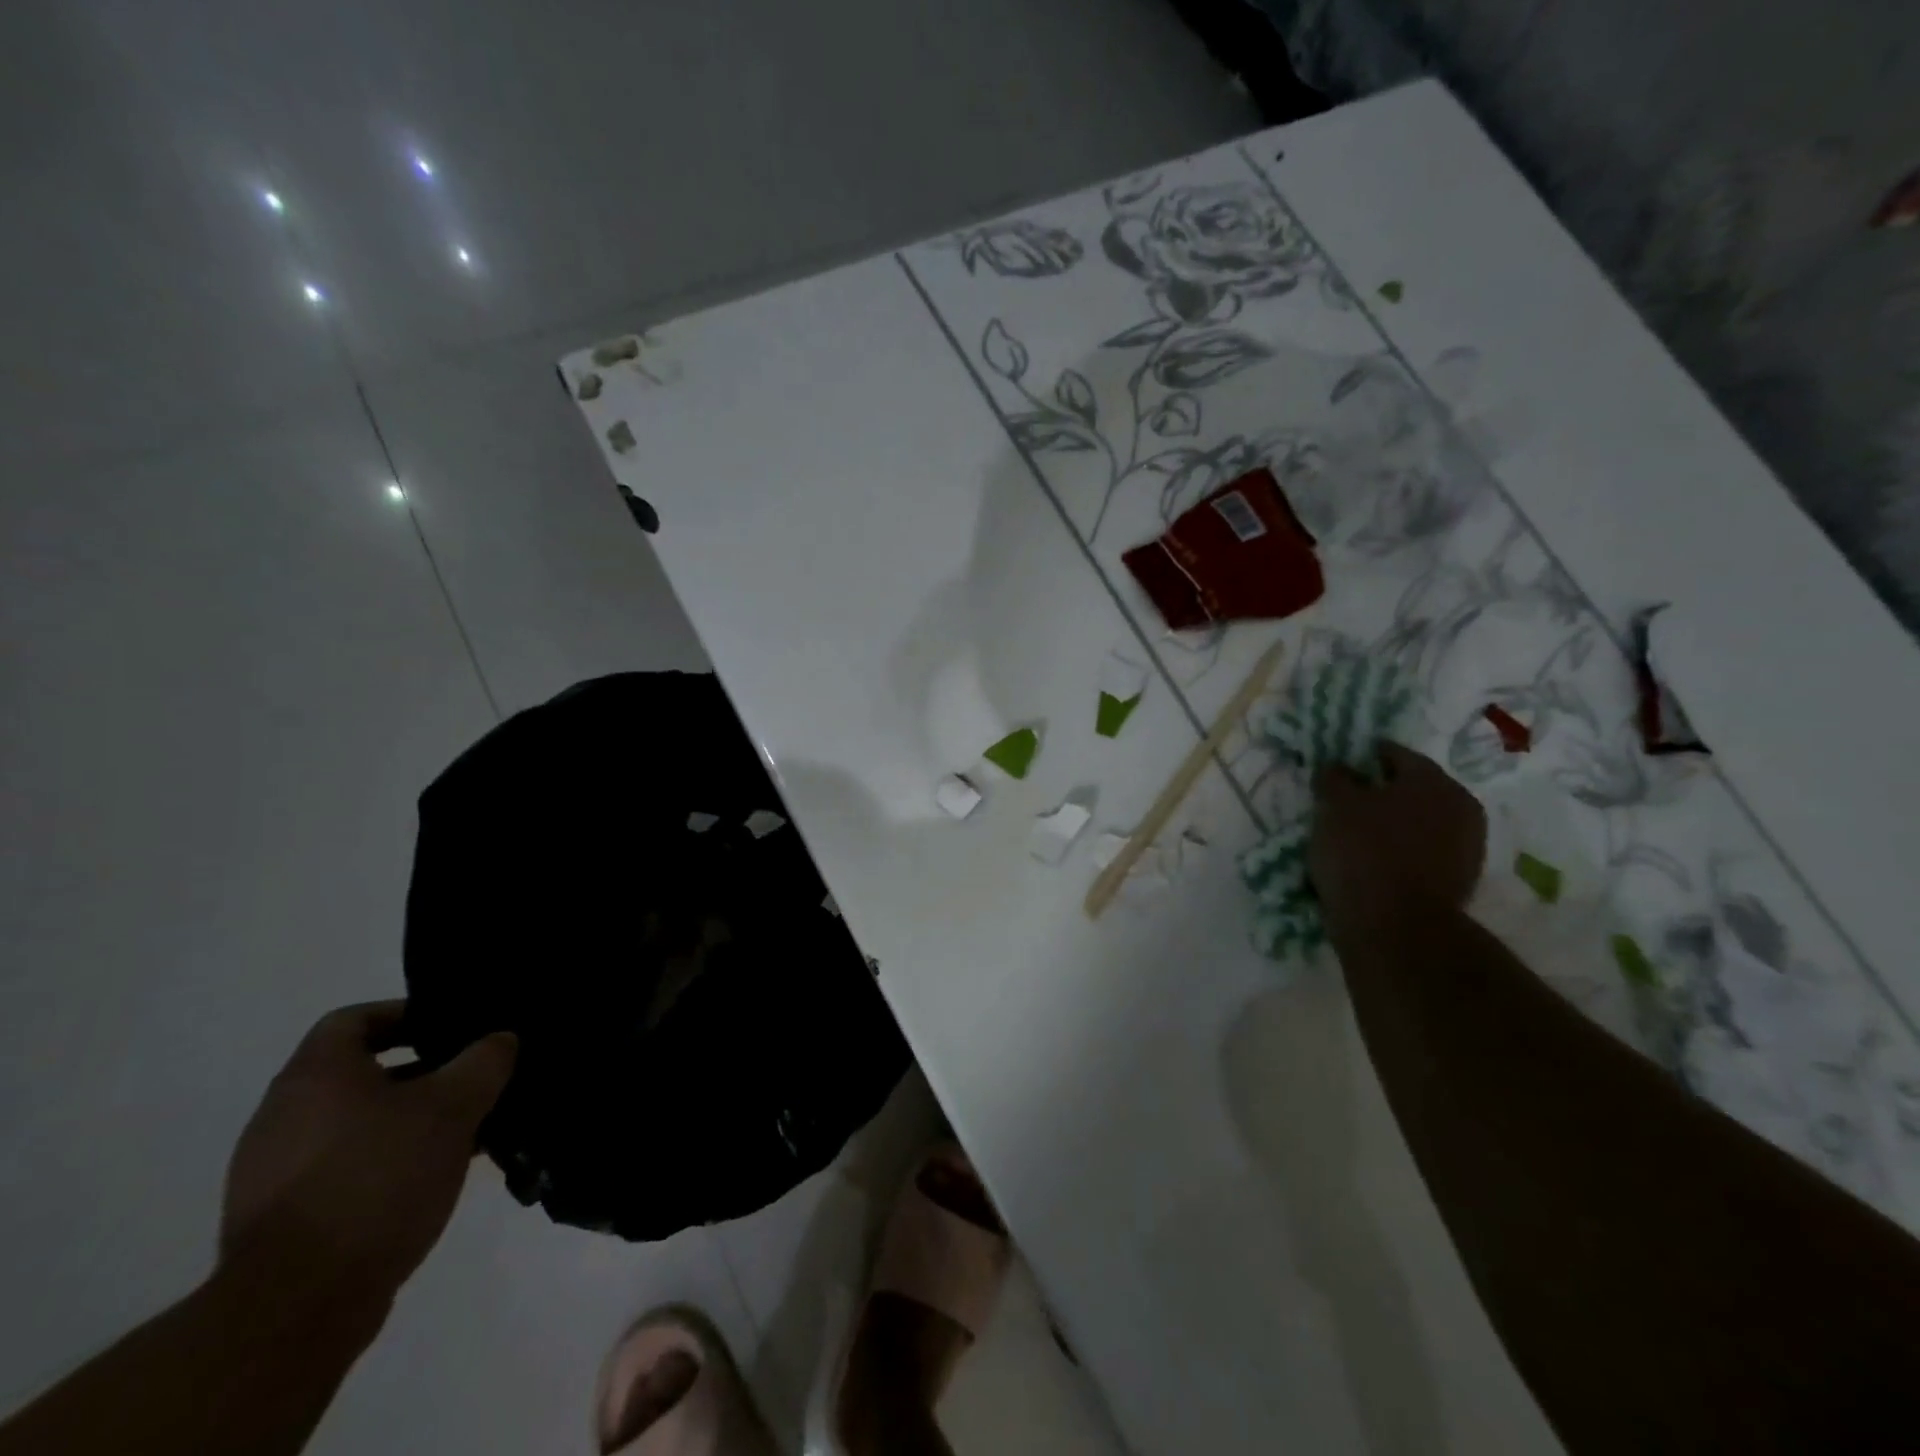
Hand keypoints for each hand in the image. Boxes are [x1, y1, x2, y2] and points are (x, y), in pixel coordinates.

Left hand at [220, 1001, 515, 1316]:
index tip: (451, 1029)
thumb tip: (501, 1039)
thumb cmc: (378, 1179)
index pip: (354, 1019)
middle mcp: (283, 1114)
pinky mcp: (279, 1219)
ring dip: (407, 1121)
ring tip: (462, 1135)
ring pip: (355, 1124)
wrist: (296, 1306)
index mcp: (315, 1076)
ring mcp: (273, 1171)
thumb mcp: (453, 1108)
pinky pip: (342, 1168)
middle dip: (421, 1073)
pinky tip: (429, 1181)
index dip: (405, 1014)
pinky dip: (385, 1162)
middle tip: (470, 1082)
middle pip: (358, 1073)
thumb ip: (484, 1062)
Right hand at [1311, 741, 1486, 919]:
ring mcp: (1465, 848)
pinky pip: (1419, 855)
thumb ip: (1335, 778)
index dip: (1362, 757)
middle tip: (1343, 803)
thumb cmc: (1363, 851)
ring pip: (1417, 824)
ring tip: (1352, 836)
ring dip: (1389, 826)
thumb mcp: (1335, 805)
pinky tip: (1369, 863)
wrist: (1395, 928)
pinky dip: (1397, 853)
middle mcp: (1461, 808)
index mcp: (1435, 781)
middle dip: (1379, 793)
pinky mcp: (1457, 883)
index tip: (1338, 768)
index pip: (1394, 754)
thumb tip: (1338, 766)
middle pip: (1411, 790)